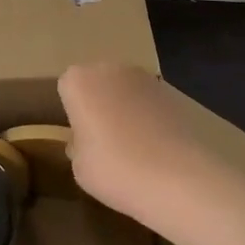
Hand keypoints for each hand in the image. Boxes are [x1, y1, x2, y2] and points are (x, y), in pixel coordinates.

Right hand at [57, 63, 224, 217]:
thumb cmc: (115, 169)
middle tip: (103, 140)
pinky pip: (148, 101)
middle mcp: (110, 69)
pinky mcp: (172, 90)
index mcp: (80, 81)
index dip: (73, 112)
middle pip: (97, 82)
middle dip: (98, 103)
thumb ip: (78, 145)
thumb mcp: (80, 167)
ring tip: (132, 145)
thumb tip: (85, 140)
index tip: (80, 136)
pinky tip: (155, 145)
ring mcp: (144, 76)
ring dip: (124, 107)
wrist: (178, 175)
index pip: (67, 87)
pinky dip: (148, 115)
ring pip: (124, 89)